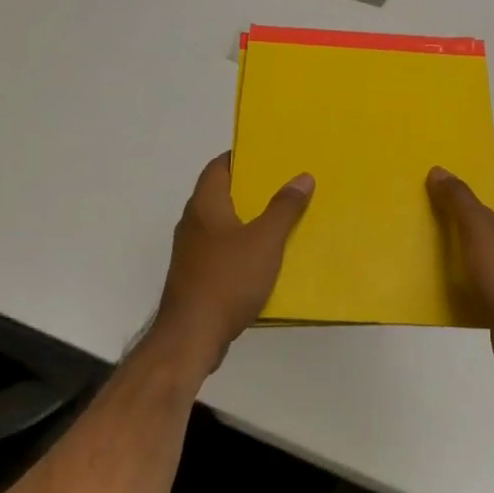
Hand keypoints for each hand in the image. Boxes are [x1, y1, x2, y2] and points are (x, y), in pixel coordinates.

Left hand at [153, 154, 313, 375]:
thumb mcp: (265, 240)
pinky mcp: (196, 277)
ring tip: (281, 218)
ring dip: (248, 220)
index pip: (218, 167)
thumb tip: (302, 176)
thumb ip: (284, 208)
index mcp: (205, 205)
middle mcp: (193, 223)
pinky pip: (222, 251)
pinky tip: (266, 258)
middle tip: (284, 185)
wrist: (191, 337)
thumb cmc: (227, 279)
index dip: (241, 157)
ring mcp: (191, 252)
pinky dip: (242, 247)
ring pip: (223, 225)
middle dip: (251, 189)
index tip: (269, 155)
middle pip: (222, 195)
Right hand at [426, 168, 493, 378]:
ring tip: (436, 254)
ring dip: (466, 253)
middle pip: (490, 221)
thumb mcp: (477, 226)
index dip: (469, 194)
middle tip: (433, 225)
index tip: (442, 200)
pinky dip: (473, 279)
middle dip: (463, 224)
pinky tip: (451, 283)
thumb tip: (439, 170)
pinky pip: (491, 278)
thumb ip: (458, 197)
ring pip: (488, 251)